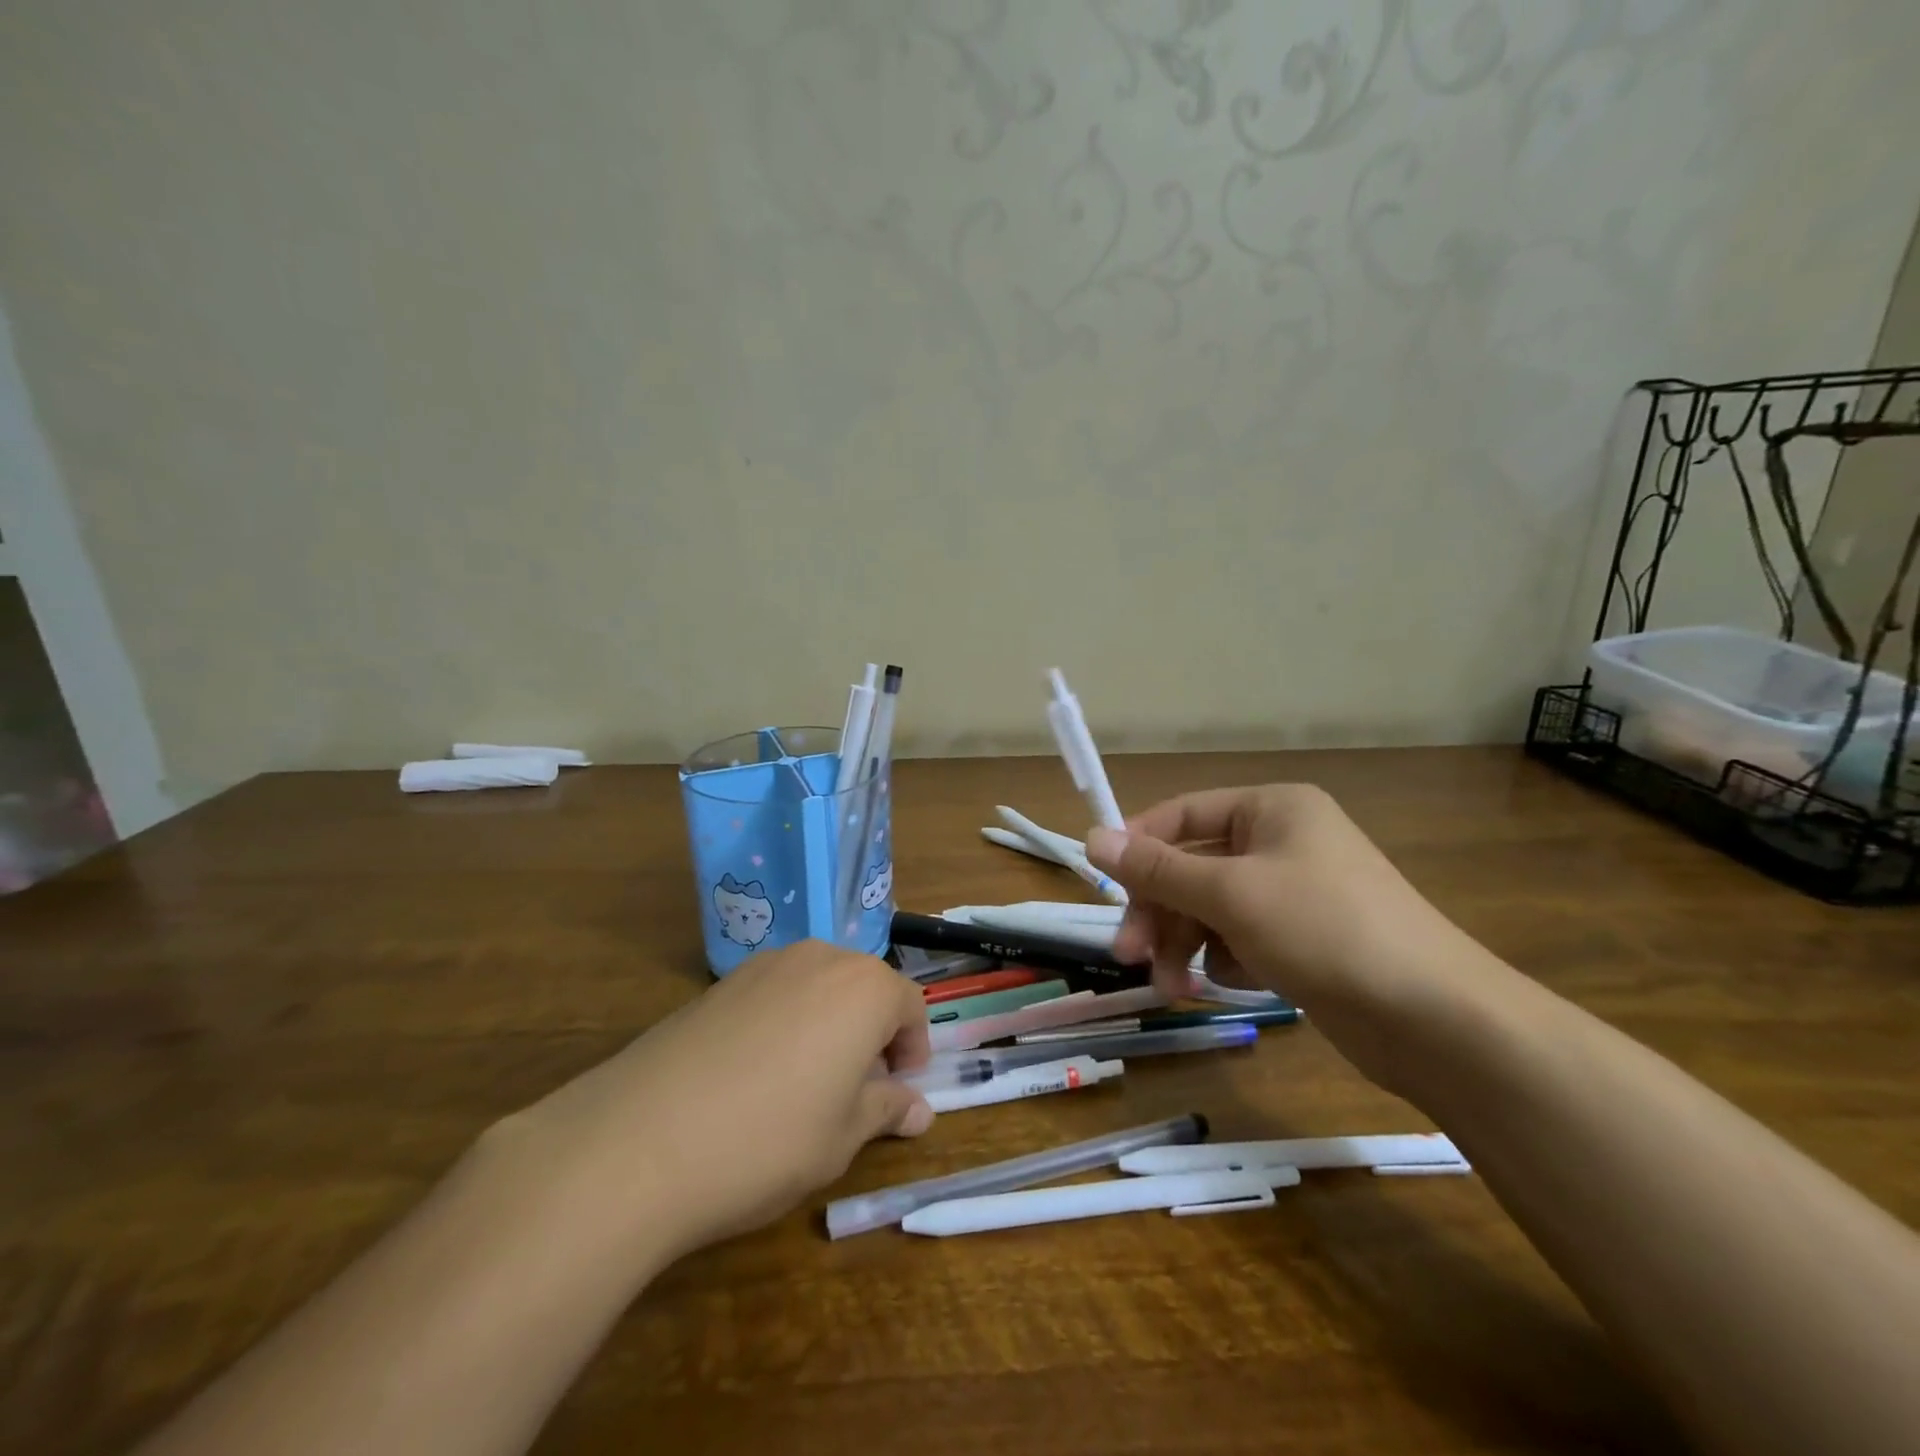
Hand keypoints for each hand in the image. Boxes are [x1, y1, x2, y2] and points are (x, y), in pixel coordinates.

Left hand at [496, 940, 932, 1262]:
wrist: (639, 1140)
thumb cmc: (768, 1140)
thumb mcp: (841, 1138)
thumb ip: (886, 1110)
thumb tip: (920, 1111)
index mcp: (864, 988)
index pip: (910, 1004)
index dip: (913, 1048)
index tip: (900, 1089)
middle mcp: (820, 959)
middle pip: (865, 986)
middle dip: (873, 1031)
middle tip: (859, 1088)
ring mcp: (765, 965)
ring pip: (819, 986)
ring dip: (830, 1023)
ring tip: (807, 1081)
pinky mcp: (721, 983)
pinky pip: (775, 992)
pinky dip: (786, 1021)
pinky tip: (756, 1073)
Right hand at [1084, 784, 1495, 1091]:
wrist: (1434, 1020)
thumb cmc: (1325, 930)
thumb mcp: (1230, 894)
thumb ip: (1158, 869)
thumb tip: (1092, 837)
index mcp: (1272, 809)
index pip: (1183, 814)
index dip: (1139, 845)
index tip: (1103, 883)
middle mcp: (1282, 842)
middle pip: (1194, 867)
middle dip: (1160, 910)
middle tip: (1130, 954)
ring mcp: (1295, 893)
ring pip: (1212, 908)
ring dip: (1185, 943)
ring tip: (1172, 985)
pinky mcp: (1304, 940)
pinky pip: (1241, 938)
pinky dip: (1225, 960)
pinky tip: (1232, 983)